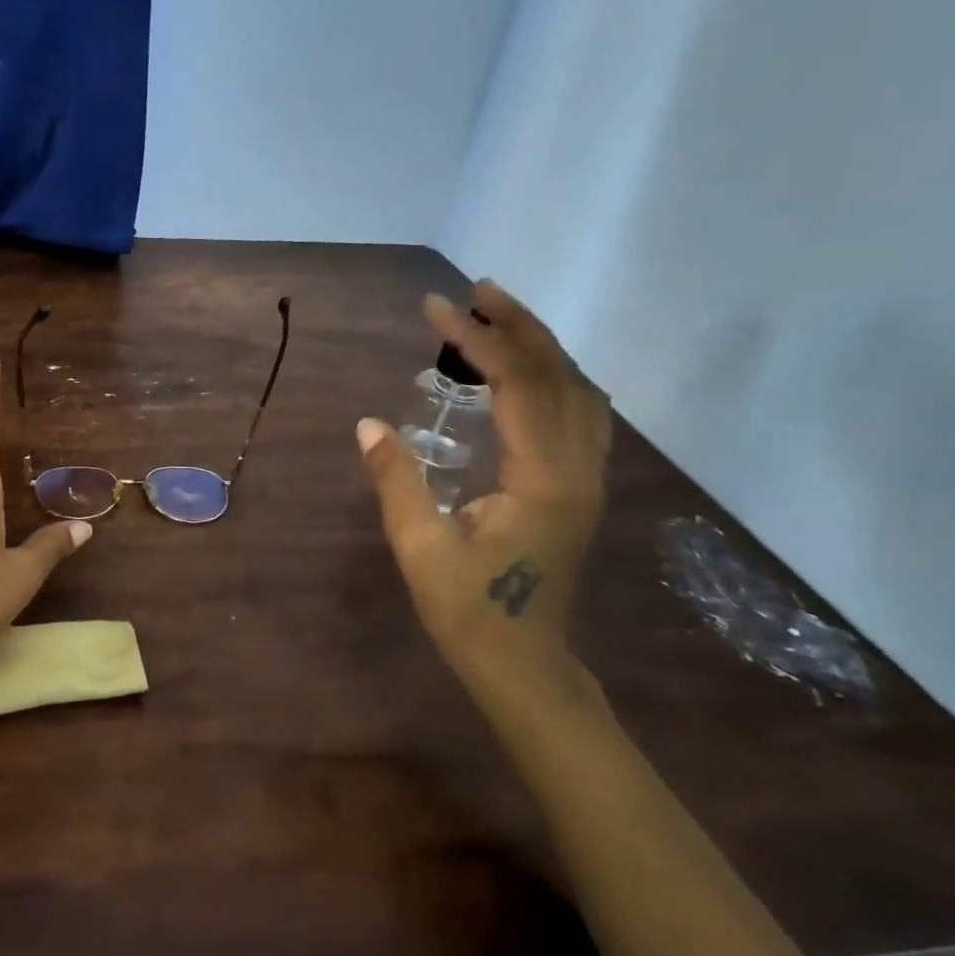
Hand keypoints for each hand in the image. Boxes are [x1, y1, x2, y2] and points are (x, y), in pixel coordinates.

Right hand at [356, 281, 610, 696]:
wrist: (525, 664)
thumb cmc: (470, 611)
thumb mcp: (420, 546)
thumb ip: (395, 480)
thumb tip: (368, 424)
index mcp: (543, 480)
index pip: (517, 386)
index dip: (477, 340)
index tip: (434, 308)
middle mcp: (578, 469)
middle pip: (560, 376)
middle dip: (517, 326)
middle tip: (473, 291)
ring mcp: (587, 478)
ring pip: (577, 391)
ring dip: (539, 346)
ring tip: (495, 316)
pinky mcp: (579, 486)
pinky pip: (578, 412)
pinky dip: (552, 375)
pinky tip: (523, 370)